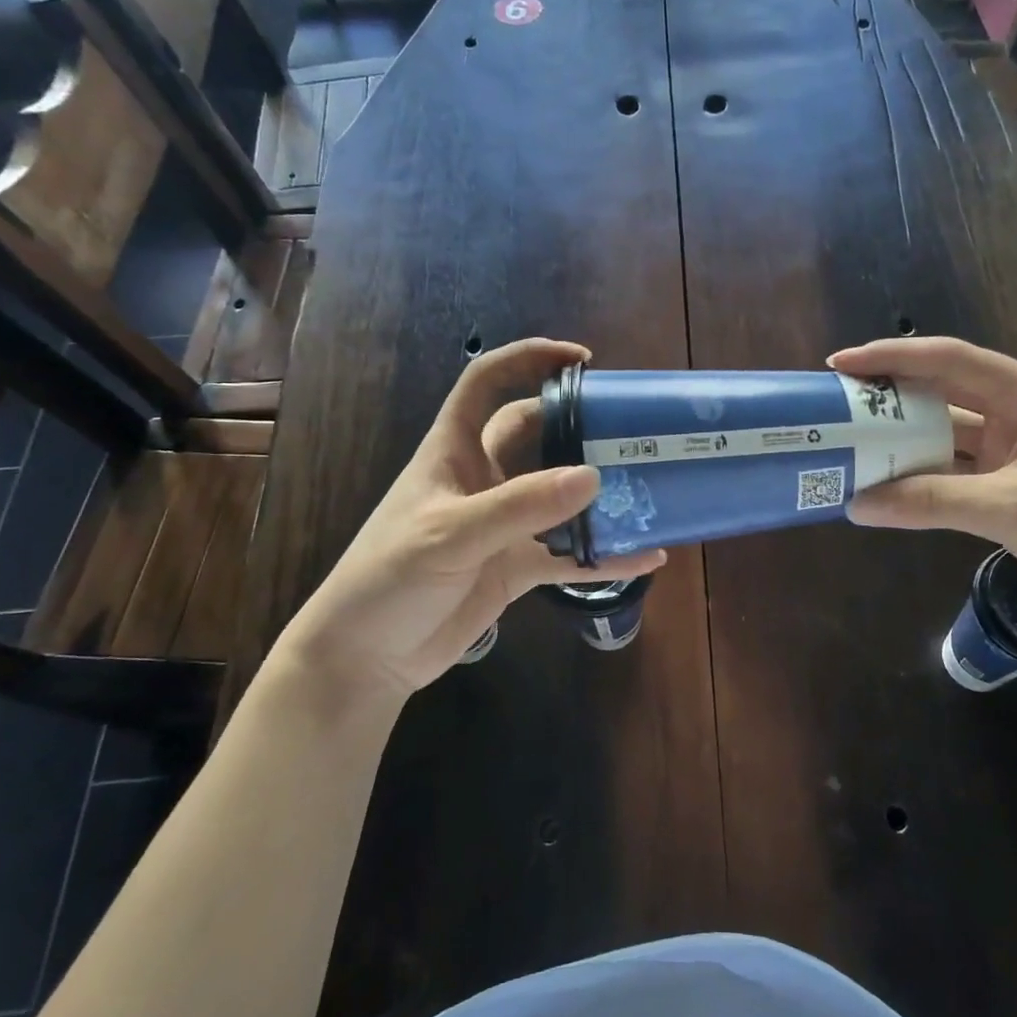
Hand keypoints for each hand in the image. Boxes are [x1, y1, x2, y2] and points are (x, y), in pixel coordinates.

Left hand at [266, 339, 665, 706]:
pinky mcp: (516, 567)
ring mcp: (502, 524)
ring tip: (650, 488)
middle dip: (578, 426)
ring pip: (559, 496)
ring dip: (598, 494)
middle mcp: (482, 478)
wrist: (366, 657)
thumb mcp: (450, 535)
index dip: (528, 359)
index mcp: (454, 451)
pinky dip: (603, 556)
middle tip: (631, 429)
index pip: (486, 382)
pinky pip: (569, 555)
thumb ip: (520, 506)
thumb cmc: (388, 578)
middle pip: (536, 434)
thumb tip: (593, 476)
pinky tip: (645, 556)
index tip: (581, 361)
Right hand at [829, 337, 1016, 629]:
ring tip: (851, 448)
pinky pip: (956, 471)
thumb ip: (930, 503)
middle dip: (888, 399)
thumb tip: (856, 505)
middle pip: (941, 394)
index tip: (840, 366)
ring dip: (903, 443)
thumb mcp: (1012, 510)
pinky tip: (889, 487)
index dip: (890, 357)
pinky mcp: (1014, 484)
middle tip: (836, 409)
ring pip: (945, 436)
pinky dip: (923, 478)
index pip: (946, 360)